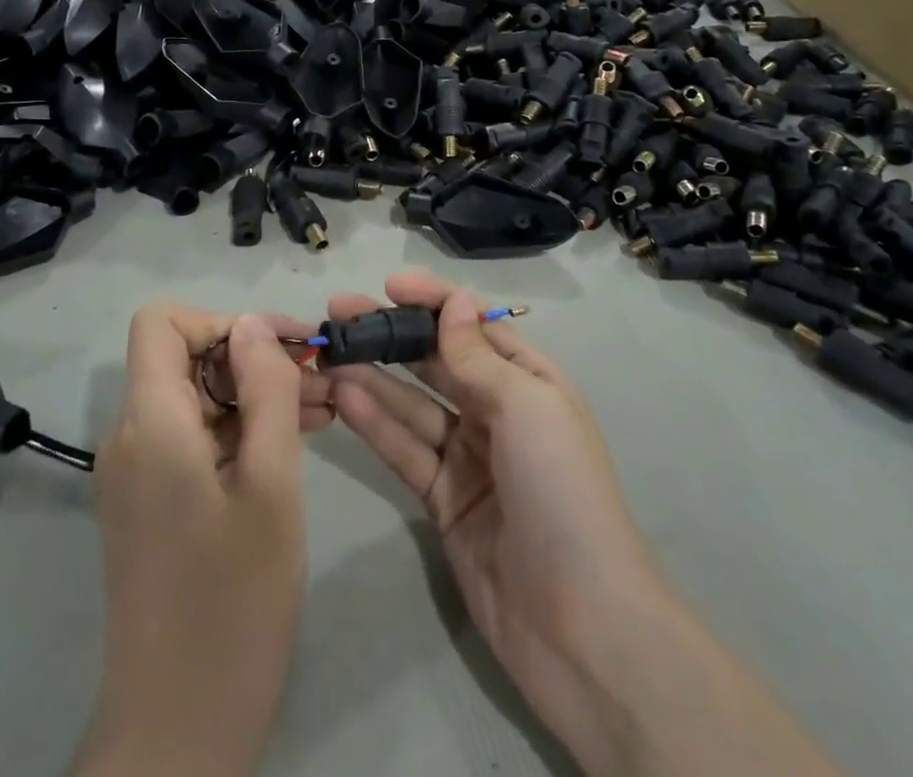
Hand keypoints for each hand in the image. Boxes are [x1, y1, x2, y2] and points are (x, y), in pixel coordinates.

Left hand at [77, 305, 332, 776]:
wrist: (178, 731)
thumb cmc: (233, 604)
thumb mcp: (271, 486)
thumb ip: (265, 391)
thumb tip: (253, 323)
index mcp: (151, 423)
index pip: (162, 322)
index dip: (221, 320)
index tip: (279, 348)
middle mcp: (131, 436)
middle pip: (185, 358)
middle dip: (253, 356)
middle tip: (321, 376)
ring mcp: (138, 472)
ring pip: (196, 397)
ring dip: (254, 392)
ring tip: (324, 405)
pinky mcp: (151, 502)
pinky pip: (195, 437)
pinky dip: (241, 428)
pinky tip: (294, 440)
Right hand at [325, 272, 663, 775]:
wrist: (582, 626)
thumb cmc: (562, 492)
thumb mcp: (525, 407)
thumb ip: (478, 356)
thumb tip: (455, 300)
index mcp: (529, 382)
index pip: (473, 325)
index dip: (433, 300)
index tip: (389, 286)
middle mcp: (498, 411)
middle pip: (437, 361)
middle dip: (392, 334)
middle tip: (339, 313)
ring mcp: (469, 458)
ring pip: (413, 404)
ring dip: (373, 377)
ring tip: (330, 353)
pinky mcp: (443, 500)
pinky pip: (405, 450)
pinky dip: (376, 424)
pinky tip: (344, 398)